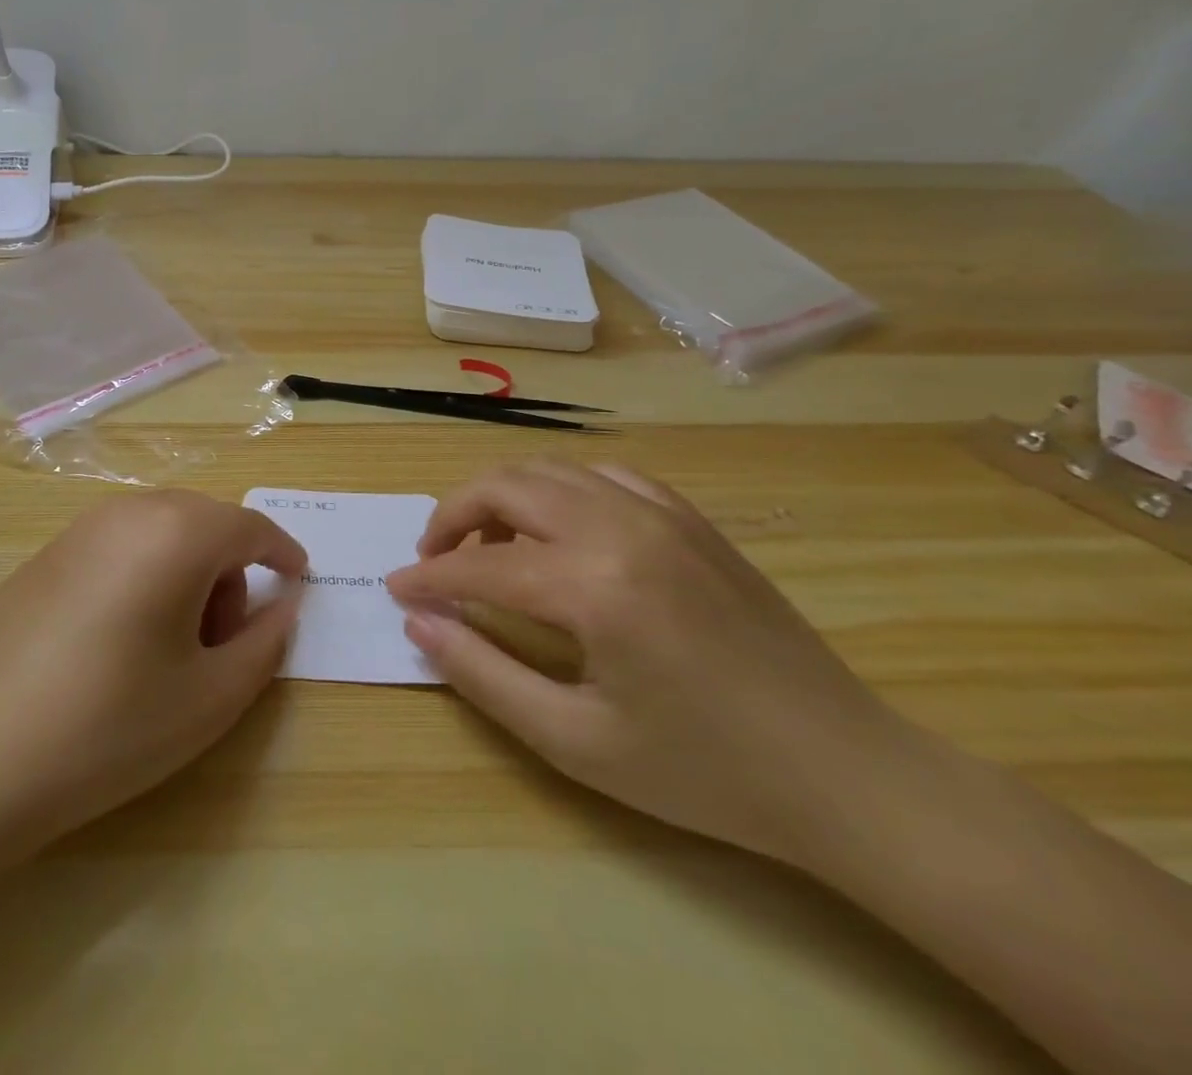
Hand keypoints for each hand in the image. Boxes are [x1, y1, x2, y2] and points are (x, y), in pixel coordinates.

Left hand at [0, 490, 307, 853]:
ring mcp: (77, 530)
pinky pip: (117, 546)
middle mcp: (127, 513)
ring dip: (186, 572)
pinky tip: (119, 641)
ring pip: (159, 532)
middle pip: (204, 523)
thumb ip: (265, 642)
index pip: (250, 526)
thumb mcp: (210, 697)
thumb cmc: (109, 727)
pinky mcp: (42, 556)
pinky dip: (142, 574)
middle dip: (230, 569)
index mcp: (176, 533)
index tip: (299, 583)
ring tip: (171, 647)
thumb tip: (285, 604)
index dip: (282, 553)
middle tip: (225, 640)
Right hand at [386, 461, 912, 865]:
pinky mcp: (690, 519)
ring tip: (488, 547)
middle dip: (452, 516)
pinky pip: (604, 476)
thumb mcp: (575, 742)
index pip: (479, 564)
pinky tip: (559, 532)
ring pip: (550, 470)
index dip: (428, 577)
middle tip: (433, 562)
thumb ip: (484, 675)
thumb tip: (419, 623)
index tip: (397, 591)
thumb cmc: (703, 772)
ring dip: (502, 498)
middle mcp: (622, 527)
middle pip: (505, 486)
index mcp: (594, 586)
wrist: (845, 773)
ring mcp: (662, 514)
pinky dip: (560, 491)